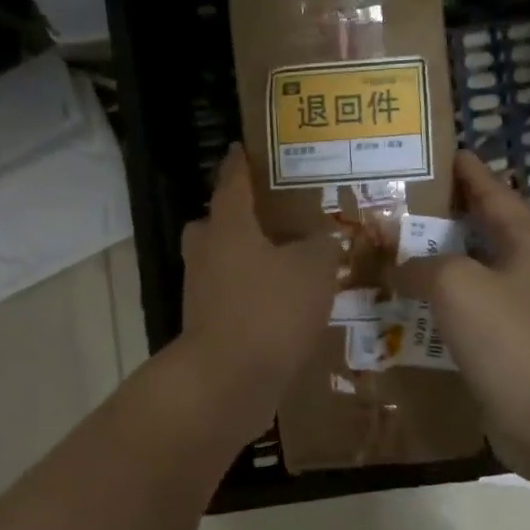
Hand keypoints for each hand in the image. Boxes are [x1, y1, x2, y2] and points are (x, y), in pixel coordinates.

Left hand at [178, 143, 338, 437]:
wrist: (227, 381)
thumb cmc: (269, 310)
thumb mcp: (313, 270)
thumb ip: (323, 248)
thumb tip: (328, 239)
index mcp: (228, 228)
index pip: (231, 183)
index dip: (239, 164)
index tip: (241, 148)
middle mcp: (206, 254)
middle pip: (214, 224)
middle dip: (236, 218)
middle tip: (269, 217)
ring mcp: (201, 293)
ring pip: (220, 263)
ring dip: (245, 260)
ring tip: (285, 264)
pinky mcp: (207, 327)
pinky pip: (229, 299)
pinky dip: (250, 297)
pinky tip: (281, 307)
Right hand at [393, 151, 529, 459]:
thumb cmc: (508, 337)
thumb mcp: (456, 284)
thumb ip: (420, 264)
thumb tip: (397, 265)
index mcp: (527, 240)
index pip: (491, 189)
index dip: (463, 169)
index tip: (433, 152)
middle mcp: (527, 266)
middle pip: (477, 228)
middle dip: (437, 215)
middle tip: (393, 203)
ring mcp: (518, 306)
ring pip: (467, 270)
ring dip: (431, 261)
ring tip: (387, 249)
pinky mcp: (504, 340)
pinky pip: (464, 308)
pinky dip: (435, 301)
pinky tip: (401, 303)